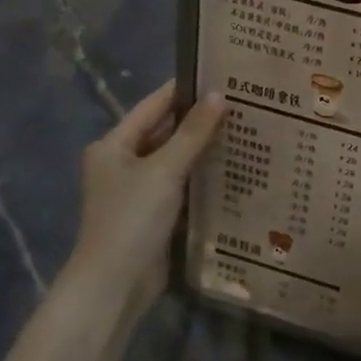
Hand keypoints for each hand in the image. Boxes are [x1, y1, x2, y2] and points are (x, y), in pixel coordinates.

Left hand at [58, 81, 225, 322]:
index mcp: (114, 145)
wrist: (114, 285)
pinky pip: (182, 185)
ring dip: (204, 149)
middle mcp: (123, 163)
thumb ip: (193, 133)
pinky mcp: (154, 214)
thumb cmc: (132, 219)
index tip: (221, 74)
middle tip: (243, 103)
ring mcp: (138, 190)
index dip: (185, 90)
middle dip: (200, 120)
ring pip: (176, 160)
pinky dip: (202, 176)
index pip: (154, 105)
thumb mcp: (164, 170)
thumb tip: (219, 95)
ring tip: (246, 129)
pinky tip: (234, 168)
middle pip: (165, 132)